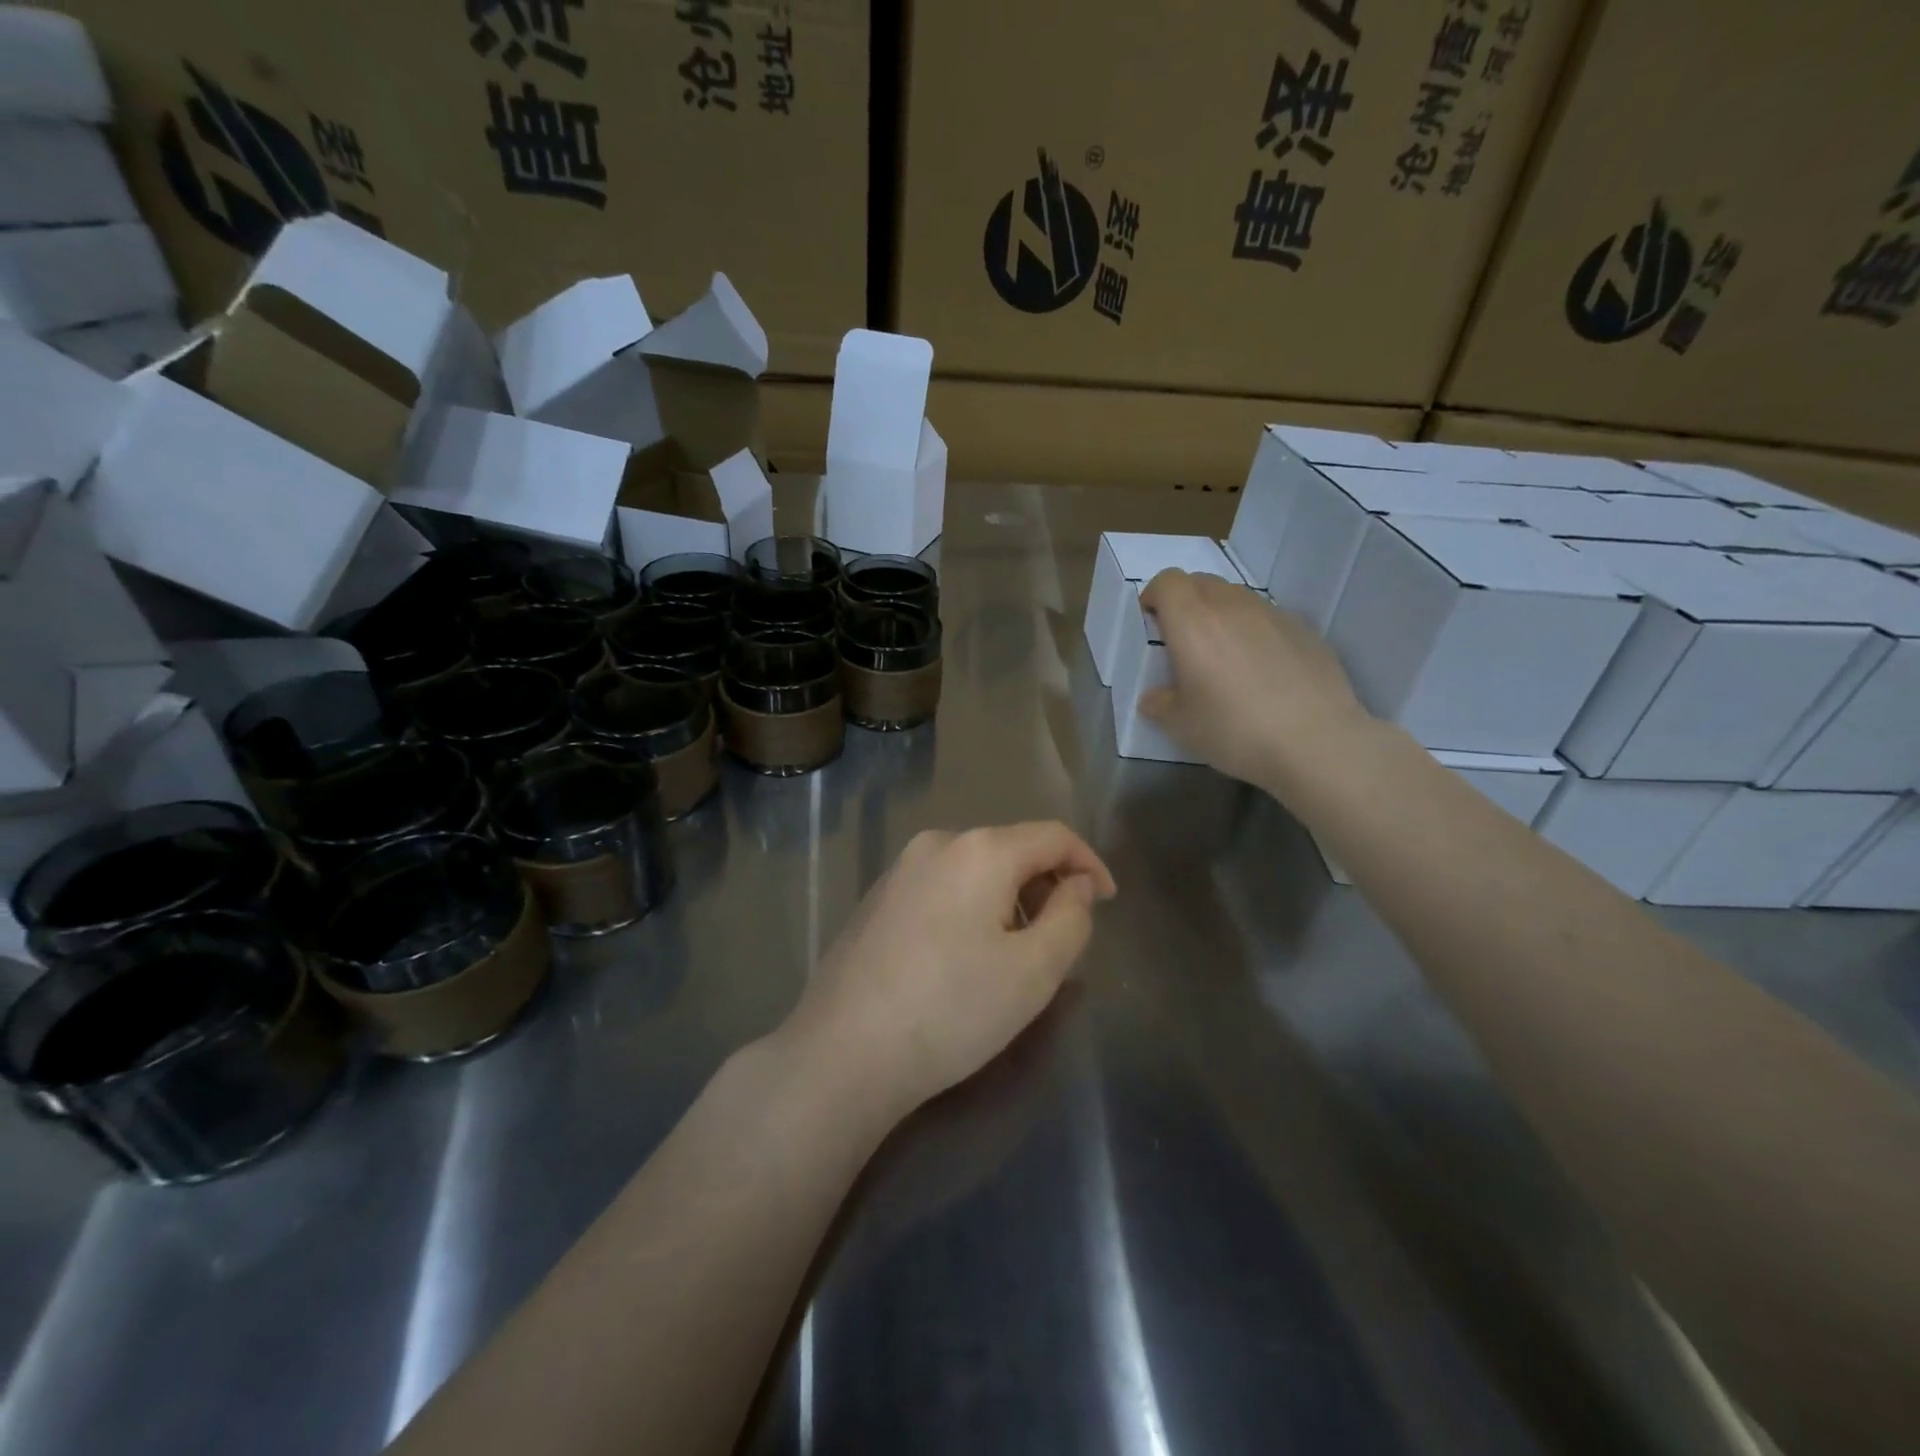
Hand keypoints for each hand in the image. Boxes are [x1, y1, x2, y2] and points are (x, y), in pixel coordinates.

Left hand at [784, 823, 1115, 1115]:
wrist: (843, 1051)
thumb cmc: (951, 1010)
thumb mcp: (1033, 972)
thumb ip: (1071, 918)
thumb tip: (1075, 885)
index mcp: (979, 850)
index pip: (1053, 836)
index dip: (1088, 863)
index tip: (1106, 901)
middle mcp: (936, 844)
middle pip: (1011, 848)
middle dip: (1046, 885)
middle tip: (1060, 939)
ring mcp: (899, 869)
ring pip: (974, 869)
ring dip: (1008, 898)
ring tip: (1013, 954)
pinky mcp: (876, 898)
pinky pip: (941, 886)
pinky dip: (970, 907)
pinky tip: (962, 957)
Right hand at [1138, 568, 1370, 791]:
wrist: (1317, 742)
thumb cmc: (1235, 730)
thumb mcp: (1181, 726)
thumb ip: (1160, 704)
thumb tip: (1155, 698)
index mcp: (1193, 622)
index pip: (1167, 581)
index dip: (1155, 597)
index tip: (1151, 623)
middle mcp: (1232, 606)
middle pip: (1201, 582)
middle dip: (1186, 602)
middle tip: (1184, 641)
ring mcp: (1273, 614)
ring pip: (1236, 598)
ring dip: (1221, 615)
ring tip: (1225, 656)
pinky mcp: (1305, 629)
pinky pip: (1268, 617)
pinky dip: (1255, 631)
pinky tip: (1263, 670)